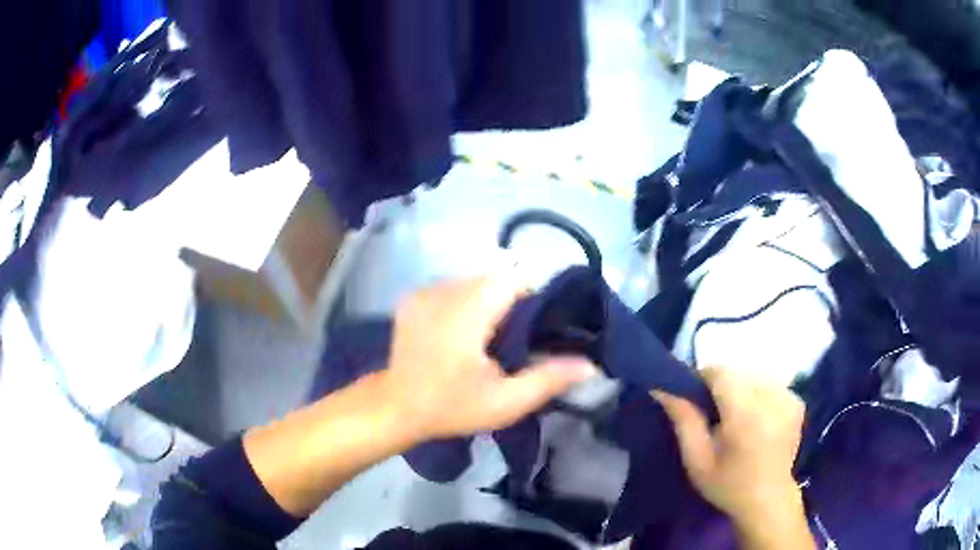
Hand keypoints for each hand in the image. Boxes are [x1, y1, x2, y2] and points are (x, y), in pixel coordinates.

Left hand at [382, 276, 596, 441]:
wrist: (395, 408)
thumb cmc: (451, 407)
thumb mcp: (505, 402)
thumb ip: (548, 379)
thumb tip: (589, 364)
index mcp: (467, 313)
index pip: (512, 278)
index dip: (532, 296)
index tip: (537, 326)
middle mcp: (443, 291)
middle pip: (493, 277)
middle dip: (511, 300)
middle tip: (516, 337)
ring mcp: (423, 292)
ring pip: (472, 281)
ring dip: (487, 300)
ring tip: (489, 335)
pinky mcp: (412, 298)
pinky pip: (451, 288)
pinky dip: (464, 302)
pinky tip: (462, 332)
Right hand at [654, 368, 806, 531]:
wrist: (768, 500)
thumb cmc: (727, 485)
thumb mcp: (697, 460)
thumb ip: (683, 420)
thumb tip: (661, 387)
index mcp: (746, 415)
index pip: (721, 372)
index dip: (703, 378)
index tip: (694, 398)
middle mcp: (772, 399)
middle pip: (738, 371)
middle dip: (722, 385)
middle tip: (713, 414)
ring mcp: (789, 398)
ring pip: (754, 375)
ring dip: (741, 388)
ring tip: (735, 417)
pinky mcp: (797, 401)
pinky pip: (770, 383)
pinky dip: (759, 394)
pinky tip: (757, 417)